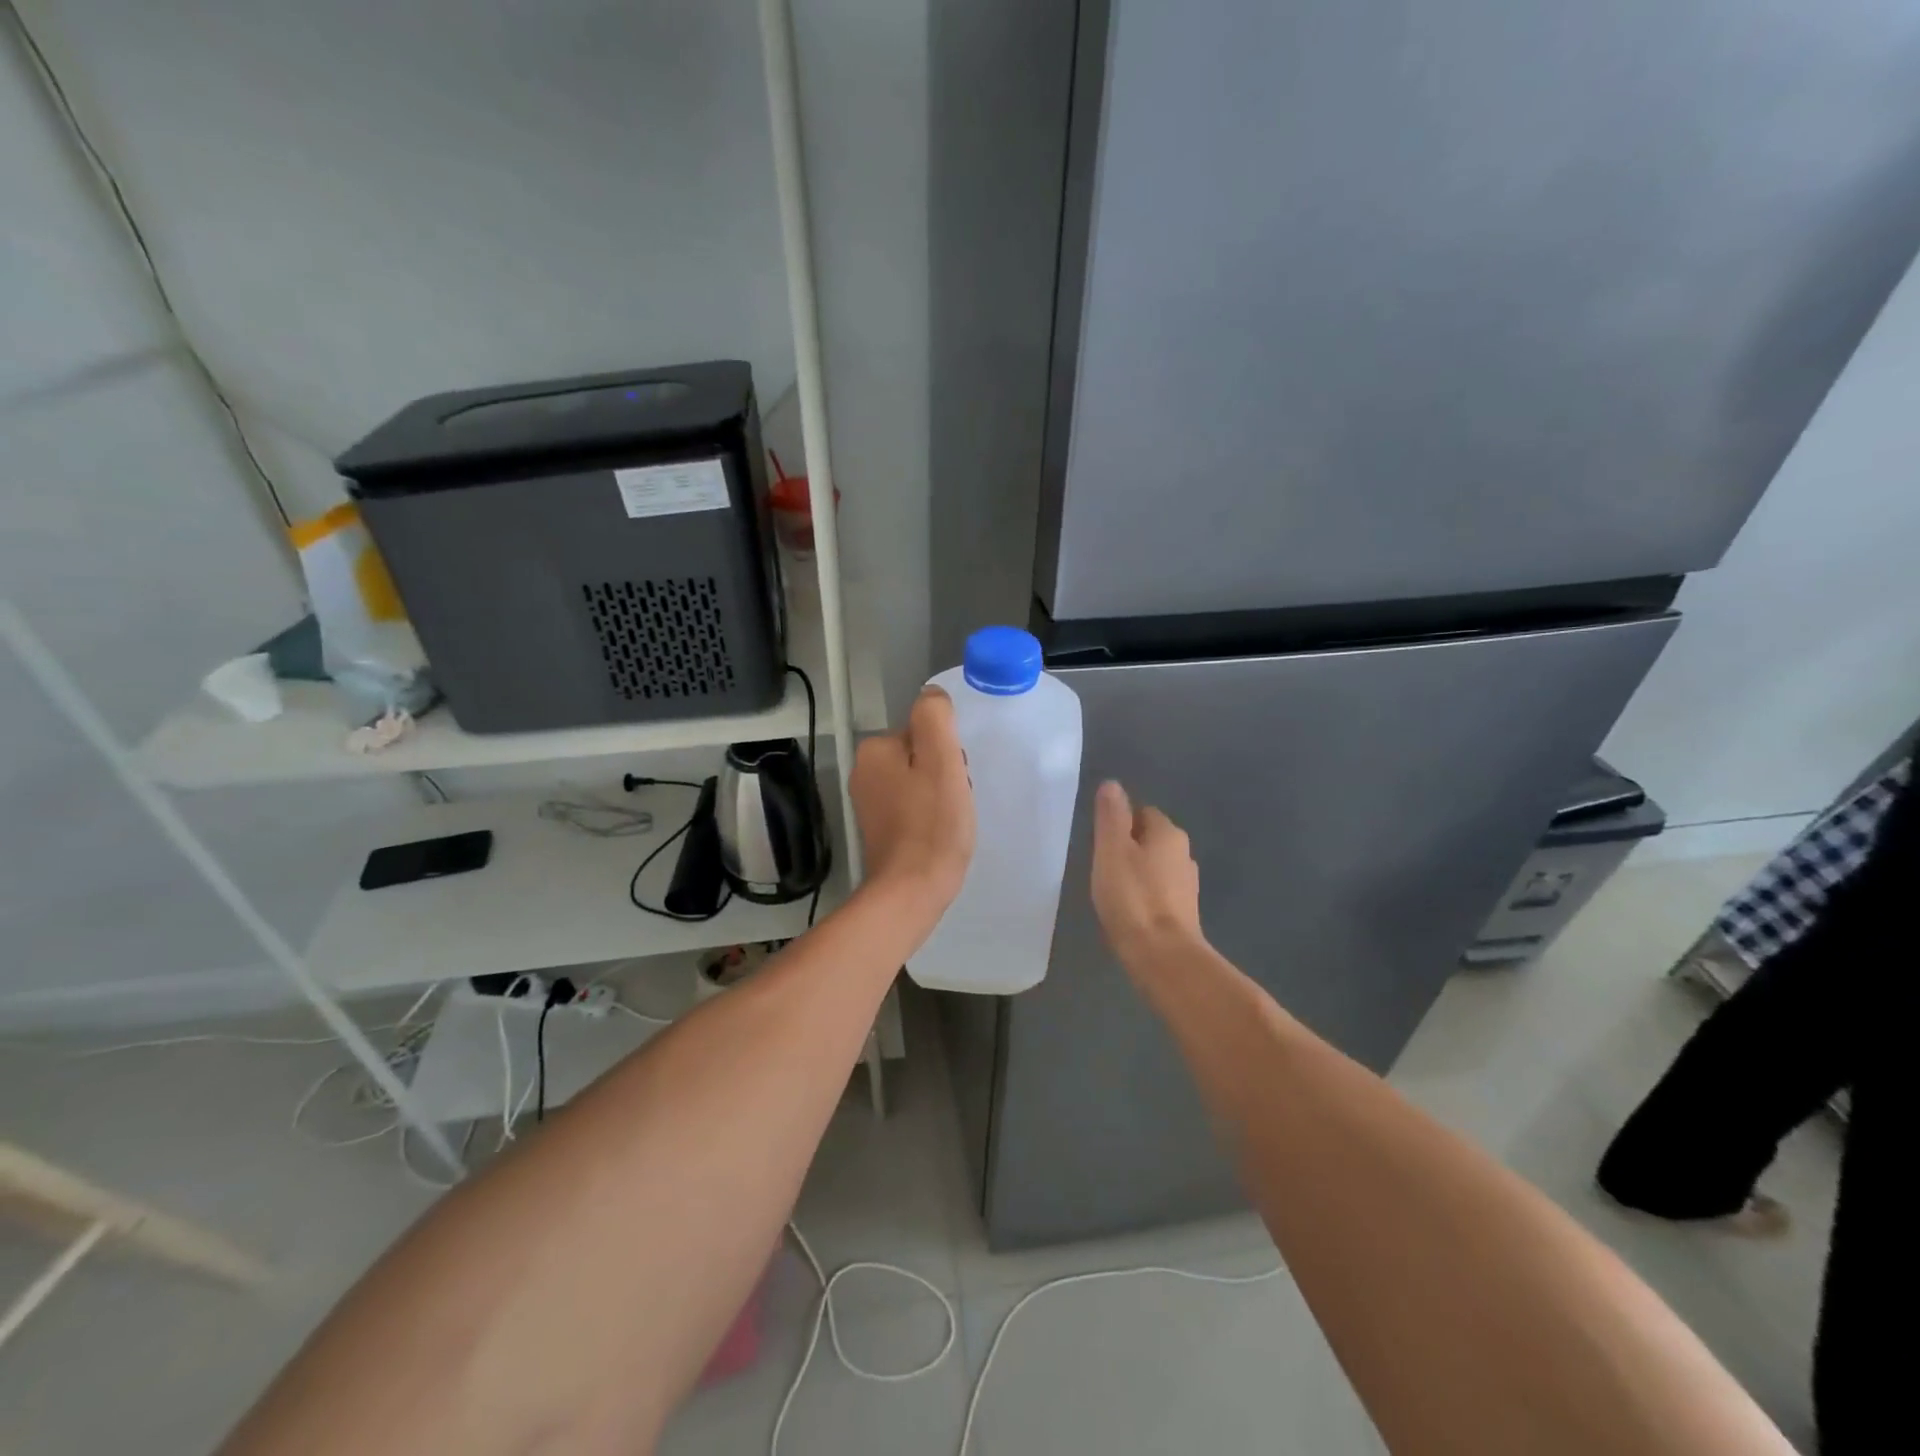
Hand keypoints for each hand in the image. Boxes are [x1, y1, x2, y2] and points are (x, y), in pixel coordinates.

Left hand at [850, 687, 974, 915]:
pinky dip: (928, 815)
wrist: (911, 890)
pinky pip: (911, 806)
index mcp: (875, 749)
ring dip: (939, 794)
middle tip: (955, 800)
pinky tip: (938, 834)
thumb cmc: (932, 824)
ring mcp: (868, 803)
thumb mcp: (942, 759)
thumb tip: (931, 695)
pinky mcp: (878, 829)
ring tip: (950, 819)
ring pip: (918, 781)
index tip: (956, 778)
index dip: (948, 752)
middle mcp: (864, 771)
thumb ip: (935, 717)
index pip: (923, 732)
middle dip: (943, 772)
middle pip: (919, 756)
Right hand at [1091, 780, 1205, 979]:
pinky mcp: (1184, 912)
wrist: (1163, 956)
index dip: (1119, 822)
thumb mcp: (1112, 849)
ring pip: (1156, 866)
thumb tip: (1112, 784)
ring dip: (1137, 872)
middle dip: (1128, 847)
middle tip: (1101, 865)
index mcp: (1168, 833)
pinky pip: (1160, 892)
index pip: (1142, 812)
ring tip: (1112, 889)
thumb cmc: (1132, 897)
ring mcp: (1187, 885)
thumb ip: (1111, 815)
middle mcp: (1184, 854)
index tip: (1100, 842)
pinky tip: (1129, 910)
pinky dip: (1145, 895)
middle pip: (1150, 838)